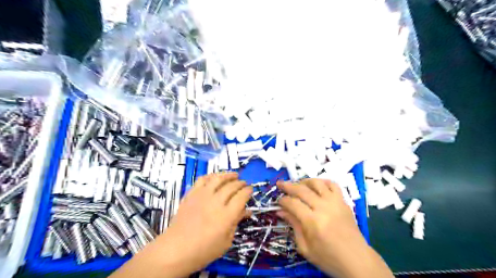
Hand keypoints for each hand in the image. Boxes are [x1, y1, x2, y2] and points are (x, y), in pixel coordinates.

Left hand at [159, 172, 251, 270]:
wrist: (176, 249)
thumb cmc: (204, 250)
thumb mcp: (226, 241)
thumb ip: (236, 222)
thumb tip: (246, 210)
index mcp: (226, 215)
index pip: (241, 196)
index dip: (248, 191)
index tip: (251, 189)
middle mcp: (215, 202)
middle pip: (232, 186)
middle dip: (240, 183)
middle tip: (244, 183)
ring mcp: (202, 196)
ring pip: (218, 179)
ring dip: (228, 175)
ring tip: (234, 175)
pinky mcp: (191, 194)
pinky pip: (202, 180)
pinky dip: (211, 176)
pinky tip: (215, 178)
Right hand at [277, 180, 393, 275]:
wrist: (357, 260)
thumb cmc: (328, 258)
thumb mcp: (305, 247)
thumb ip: (293, 226)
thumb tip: (281, 211)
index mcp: (313, 222)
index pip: (292, 203)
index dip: (282, 200)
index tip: (278, 201)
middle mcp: (323, 208)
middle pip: (302, 190)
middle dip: (288, 186)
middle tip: (280, 184)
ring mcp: (335, 202)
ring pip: (317, 183)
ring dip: (304, 181)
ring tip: (297, 185)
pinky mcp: (343, 202)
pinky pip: (333, 185)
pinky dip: (323, 182)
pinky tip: (316, 186)